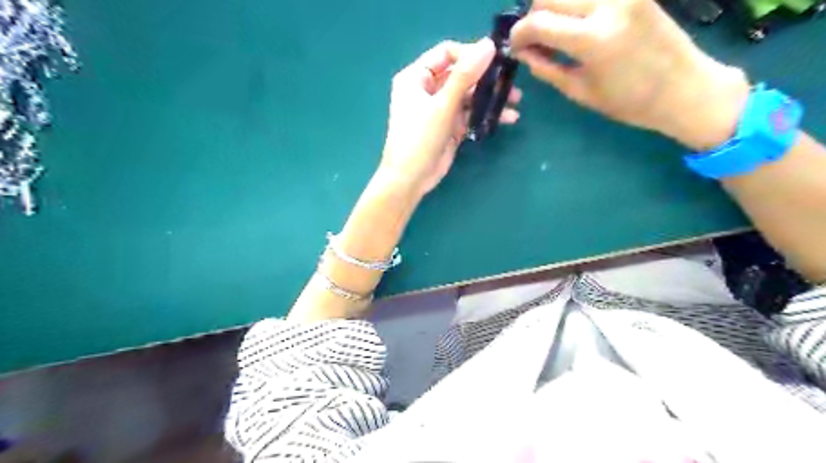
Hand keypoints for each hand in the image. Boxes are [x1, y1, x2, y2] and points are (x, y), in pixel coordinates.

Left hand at [380, 40, 521, 195]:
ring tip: (515, 100)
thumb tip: (489, 44)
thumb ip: (465, 76)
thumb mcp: (442, 105)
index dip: (470, 54)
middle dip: (486, 78)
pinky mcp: (450, 126)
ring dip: (490, 97)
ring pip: (468, 96)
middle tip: (511, 80)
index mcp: (416, 78)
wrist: (410, 179)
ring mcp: (440, 109)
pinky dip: (486, 115)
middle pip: (460, 75)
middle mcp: (428, 89)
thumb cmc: (420, 138)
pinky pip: (470, 114)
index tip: (495, 59)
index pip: (446, 54)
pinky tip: (508, 117)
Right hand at [511, 0, 749, 149]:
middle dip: (534, 16)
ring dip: (555, 6)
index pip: (538, 22)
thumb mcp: (580, 91)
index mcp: (592, 39)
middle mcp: (607, 4)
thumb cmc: (629, 101)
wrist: (685, 87)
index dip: (519, 34)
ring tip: (557, 30)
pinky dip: (577, 5)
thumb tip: (524, 53)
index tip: (515, 46)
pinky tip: (578, 23)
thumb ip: (548, 68)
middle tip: (535, 38)